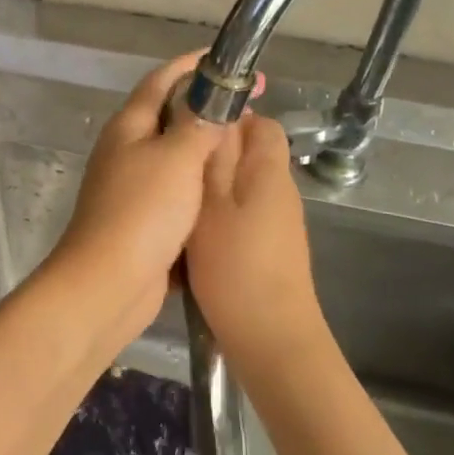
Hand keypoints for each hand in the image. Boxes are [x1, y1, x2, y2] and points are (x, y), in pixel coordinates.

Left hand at [52, 52, 230, 342]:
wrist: (109, 284)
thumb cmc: (142, 212)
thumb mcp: (177, 158)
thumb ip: (198, 124)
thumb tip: (214, 97)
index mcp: (128, 126)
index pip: (162, 79)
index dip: (195, 65)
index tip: (232, 63)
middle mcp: (126, 150)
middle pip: (168, 115)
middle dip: (206, 105)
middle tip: (250, 106)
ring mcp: (131, 186)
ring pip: (174, 154)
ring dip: (205, 146)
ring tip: (244, 143)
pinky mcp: (142, 219)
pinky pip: (176, 190)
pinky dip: (200, 183)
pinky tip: (226, 188)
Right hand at [186, 115, 330, 380]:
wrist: (270, 339)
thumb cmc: (235, 267)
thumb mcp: (211, 206)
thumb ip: (212, 160)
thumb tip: (216, 116)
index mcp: (269, 172)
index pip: (261, 124)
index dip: (228, 118)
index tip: (189, 132)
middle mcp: (279, 192)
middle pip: (248, 156)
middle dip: (212, 156)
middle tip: (173, 169)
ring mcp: (278, 223)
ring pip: (240, 188)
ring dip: (211, 190)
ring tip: (175, 201)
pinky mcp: (270, 250)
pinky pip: (240, 217)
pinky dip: (217, 218)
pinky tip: (190, 237)